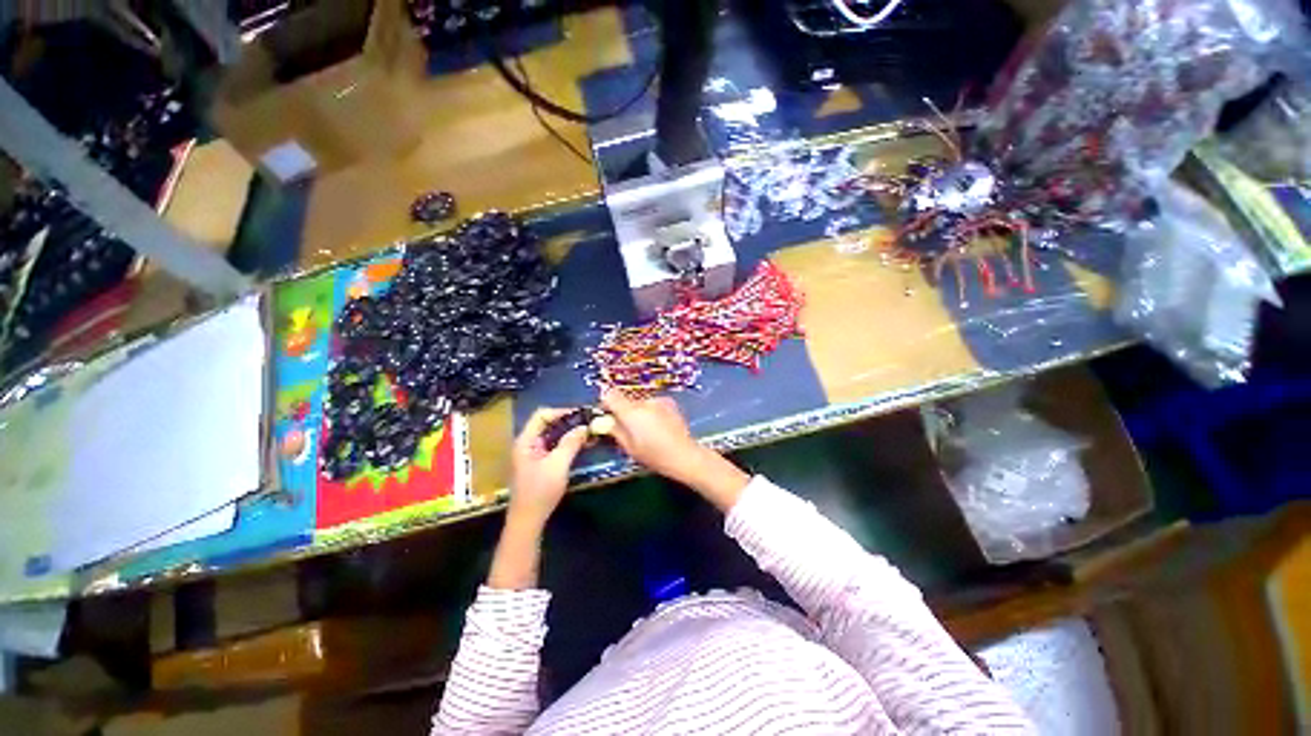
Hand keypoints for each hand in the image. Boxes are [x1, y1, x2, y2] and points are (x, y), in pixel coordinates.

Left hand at [508, 408, 588, 529]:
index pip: (542, 415)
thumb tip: (584, 427)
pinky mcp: (541, 462)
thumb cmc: (540, 491)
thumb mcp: (558, 465)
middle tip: (589, 422)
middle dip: (569, 422)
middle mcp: (528, 443)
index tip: (581, 415)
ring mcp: (534, 453)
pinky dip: (568, 443)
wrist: (528, 520)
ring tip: (589, 432)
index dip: (561, 412)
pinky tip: (583, 444)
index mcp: (526, 441)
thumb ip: (570, 443)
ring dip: (570, 432)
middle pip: (548, 423)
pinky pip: (555, 446)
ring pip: (553, 435)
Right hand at [599, 389, 749, 510]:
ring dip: (640, 412)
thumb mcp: (629, 447)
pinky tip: (660, 426)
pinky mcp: (669, 402)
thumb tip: (605, 422)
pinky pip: (653, 404)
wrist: (685, 454)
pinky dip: (652, 412)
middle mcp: (644, 402)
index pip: (611, 396)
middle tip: (629, 430)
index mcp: (631, 413)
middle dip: (624, 412)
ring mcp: (658, 400)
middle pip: (627, 401)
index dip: (606, 403)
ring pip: (641, 403)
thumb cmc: (655, 456)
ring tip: (648, 431)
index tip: (607, 415)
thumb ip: (615, 431)